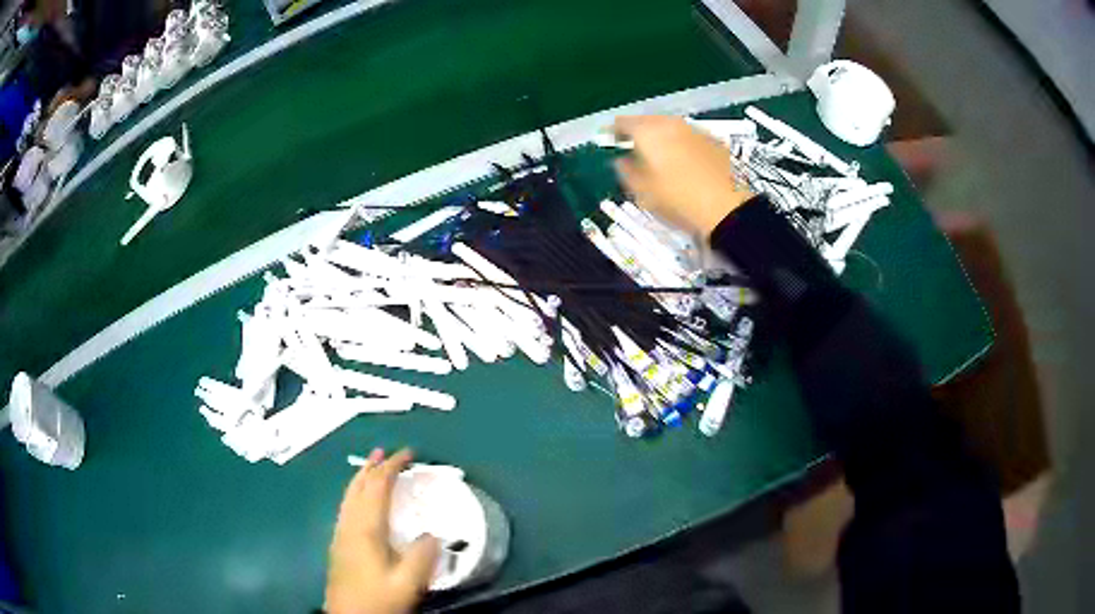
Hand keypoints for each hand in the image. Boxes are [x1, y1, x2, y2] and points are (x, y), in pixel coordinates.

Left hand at [326, 448, 440, 613]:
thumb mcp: (407, 583)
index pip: (377, 487)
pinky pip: (347, 507)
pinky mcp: (339, 545)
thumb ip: (422, 556)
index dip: (392, 467)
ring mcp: (340, 534)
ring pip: (349, 496)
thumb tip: (432, 533)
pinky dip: (357, 493)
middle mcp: (349, 525)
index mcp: (365, 529)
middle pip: (358, 487)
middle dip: (372, 466)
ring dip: (362, 478)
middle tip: (386, 452)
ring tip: (373, 467)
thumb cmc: (378, 601)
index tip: (409, 453)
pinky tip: (362, 502)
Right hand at [612, 116, 753, 237]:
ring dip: (661, 137)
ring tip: (658, 155)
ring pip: (670, 127)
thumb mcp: (642, 191)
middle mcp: (670, 123)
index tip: (609, 141)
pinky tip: (684, 161)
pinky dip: (681, 143)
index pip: (622, 122)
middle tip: (632, 148)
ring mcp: (695, 130)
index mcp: (648, 132)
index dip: (613, 132)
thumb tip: (621, 160)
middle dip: (638, 132)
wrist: (728, 208)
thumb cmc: (678, 200)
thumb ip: (626, 171)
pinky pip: (689, 137)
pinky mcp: (714, 141)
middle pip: (647, 121)